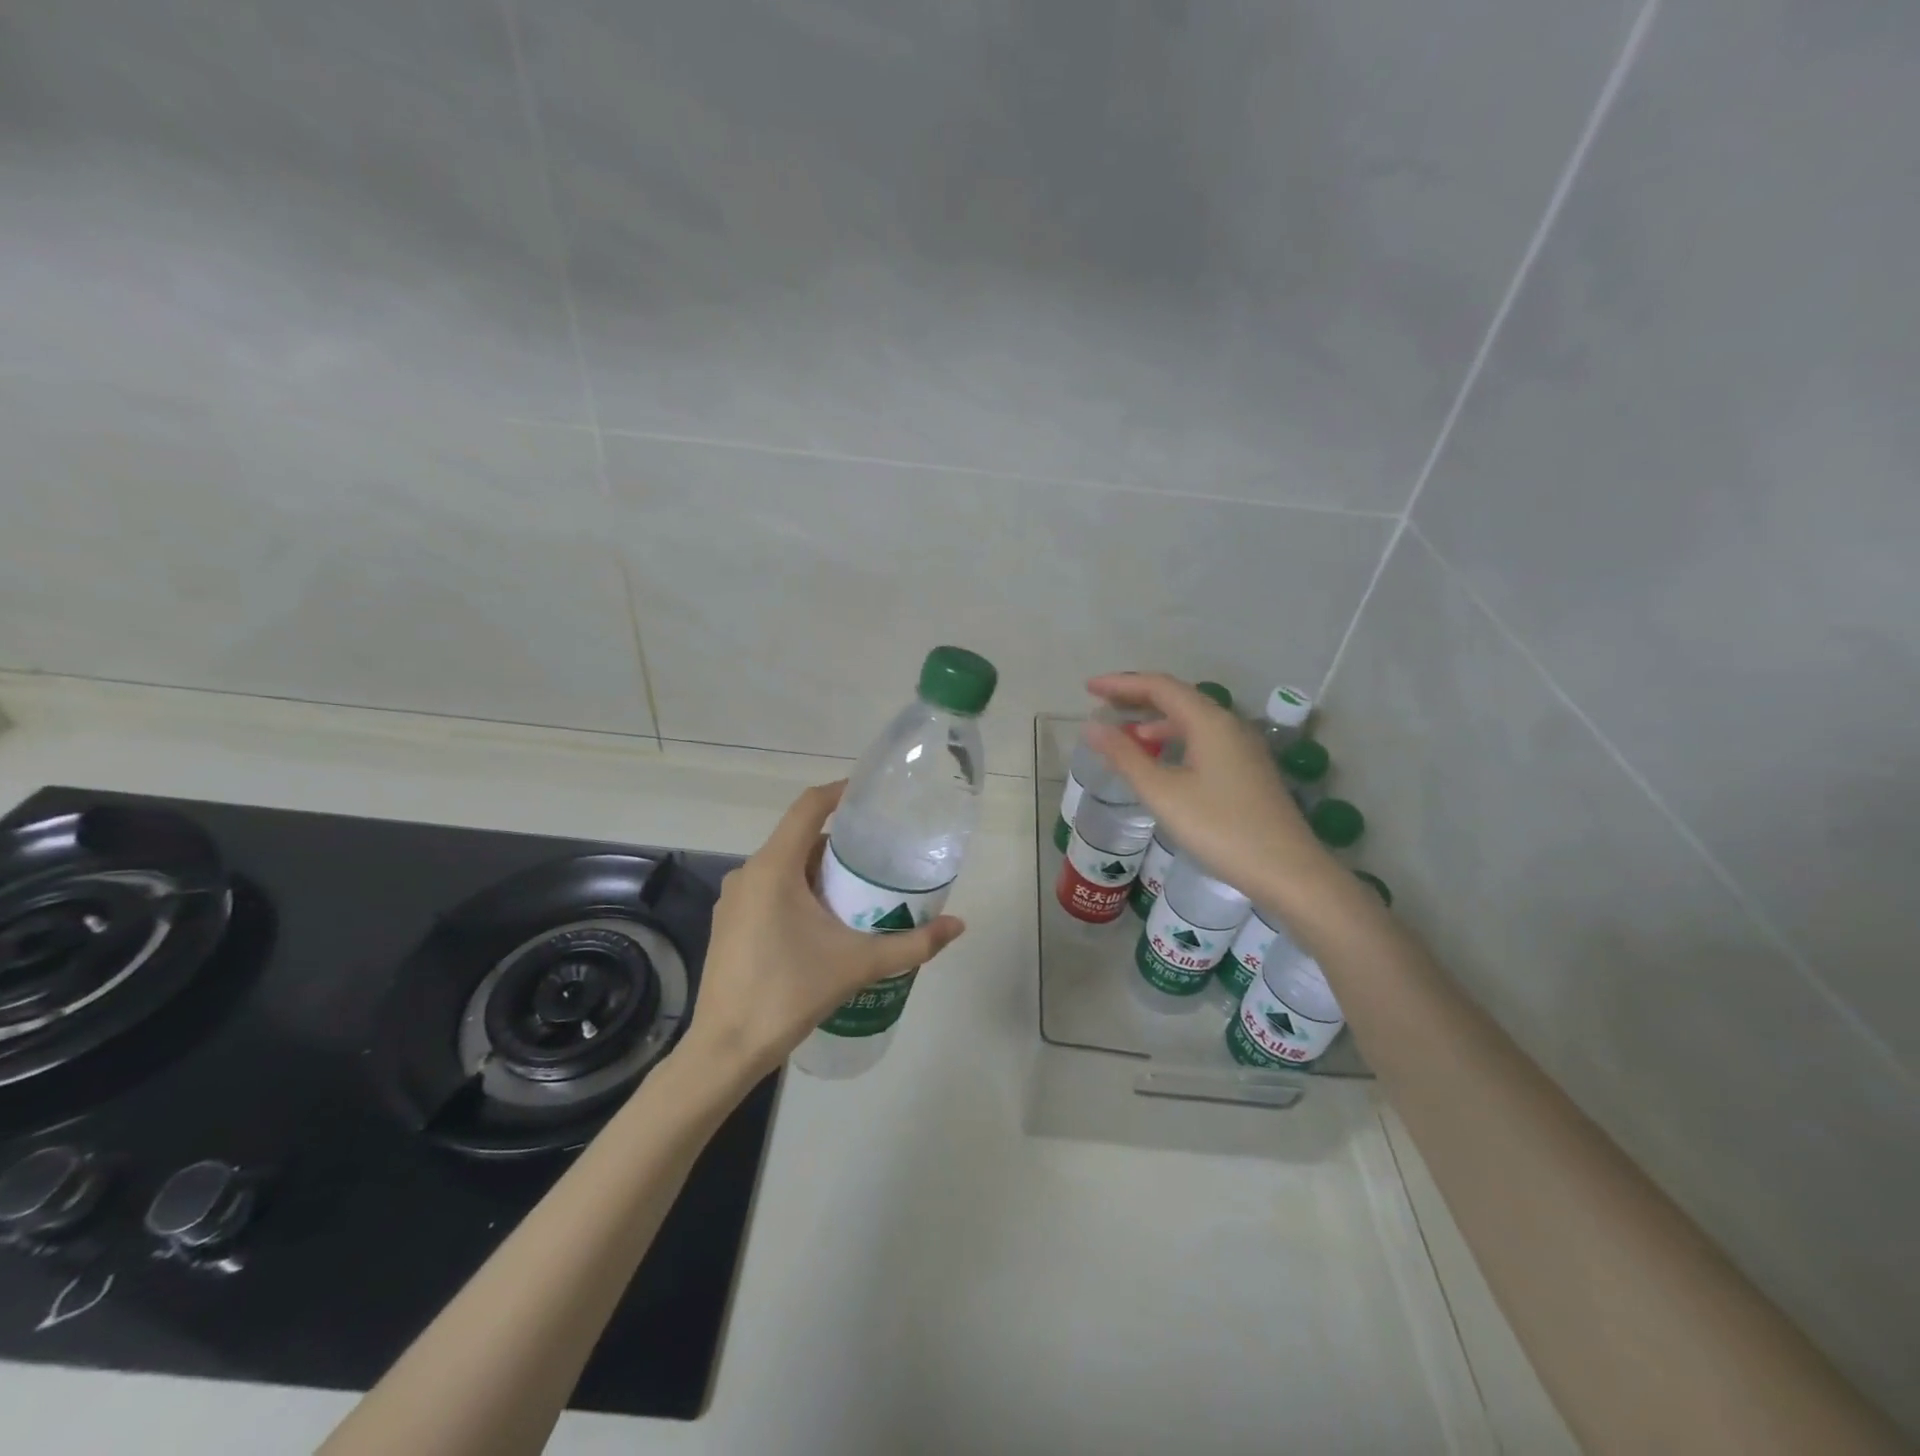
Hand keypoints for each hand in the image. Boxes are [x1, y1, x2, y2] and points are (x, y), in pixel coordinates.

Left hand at [681, 782, 965, 1080]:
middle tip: (879, 858)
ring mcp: (733, 900)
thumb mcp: (858, 965)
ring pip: (784, 867)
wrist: (725, 1050)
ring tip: (859, 891)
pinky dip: (798, 892)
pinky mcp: (729, 924)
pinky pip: (769, 890)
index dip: (840, 792)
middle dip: (840, 845)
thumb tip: (959, 926)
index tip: (872, 796)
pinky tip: (823, 923)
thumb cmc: (789, 994)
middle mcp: (748, 873)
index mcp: (773, 868)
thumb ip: (912, 944)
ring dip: (819, 872)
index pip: (808, 807)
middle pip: (799, 839)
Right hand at [1083, 672, 1319, 897]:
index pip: (1159, 687)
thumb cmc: (1220, 828)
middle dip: (1137, 697)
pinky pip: (1204, 740)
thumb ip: (1126, 756)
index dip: (1121, 684)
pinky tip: (1162, 762)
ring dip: (1156, 721)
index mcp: (1209, 722)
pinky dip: (1175, 740)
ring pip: (1192, 720)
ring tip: (1126, 735)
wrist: (1287, 871)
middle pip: (1178, 698)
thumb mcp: (1163, 793)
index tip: (1089, 688)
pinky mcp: (1248, 770)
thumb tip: (1092, 727)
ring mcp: (1242, 748)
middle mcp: (1229, 725)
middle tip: (1102, 703)